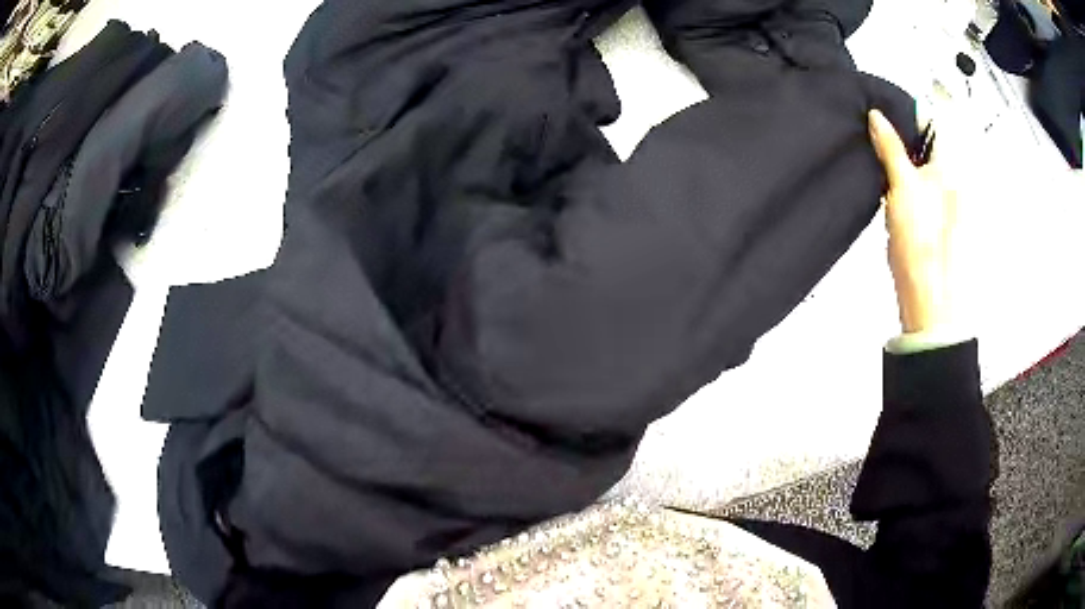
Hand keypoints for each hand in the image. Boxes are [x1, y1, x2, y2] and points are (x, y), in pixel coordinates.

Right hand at [868, 109, 956, 334]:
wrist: (929, 300)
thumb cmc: (922, 246)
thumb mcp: (901, 186)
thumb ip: (890, 147)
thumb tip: (877, 117)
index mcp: (951, 165)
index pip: (932, 119)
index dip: (907, 112)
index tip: (884, 113)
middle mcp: (954, 178)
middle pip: (927, 141)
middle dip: (903, 135)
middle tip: (879, 137)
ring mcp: (948, 199)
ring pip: (923, 163)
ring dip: (903, 158)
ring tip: (883, 164)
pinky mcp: (938, 218)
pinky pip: (922, 186)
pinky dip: (907, 180)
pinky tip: (893, 190)